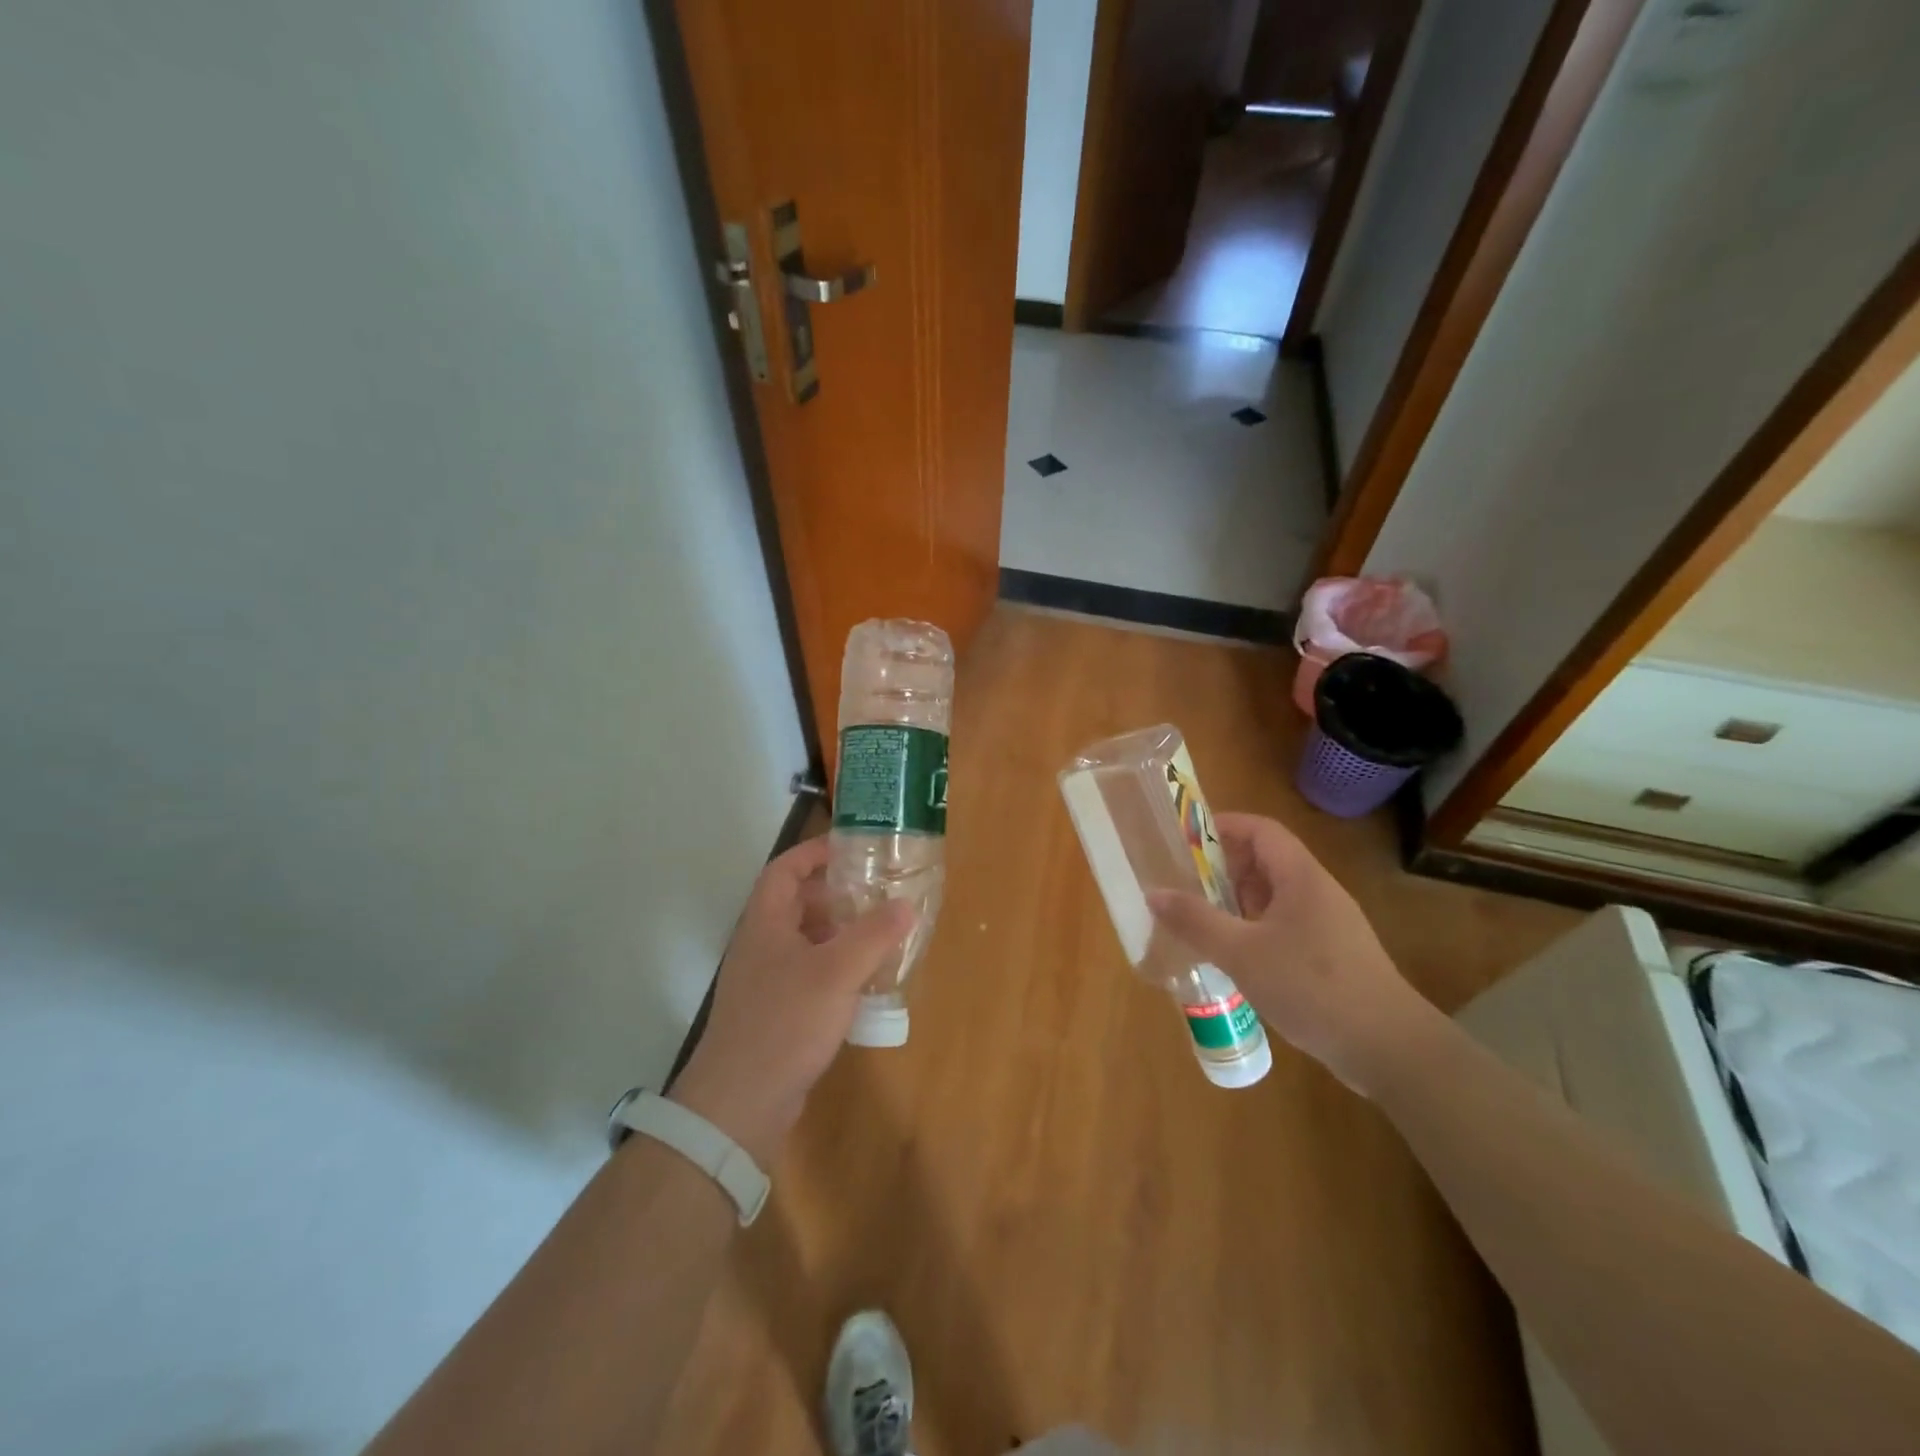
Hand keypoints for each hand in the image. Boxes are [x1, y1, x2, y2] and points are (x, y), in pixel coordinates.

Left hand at [668, 837, 912, 1163]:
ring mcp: (766, 981)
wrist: (741, 1102)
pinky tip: (866, 982)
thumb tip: (905, 905)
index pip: (784, 869)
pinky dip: (837, 968)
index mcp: (765, 923)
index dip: (814, 852)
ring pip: (806, 941)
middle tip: (877, 890)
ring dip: (840, 932)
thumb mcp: (836, 972)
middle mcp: (761, 945)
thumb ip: (873, 935)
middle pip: (797, 903)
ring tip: (881, 932)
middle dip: (836, 893)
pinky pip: (810, 974)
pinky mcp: (776, 1012)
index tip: (851, 846)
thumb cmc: (785, 1022)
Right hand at [1147, 812, 1439, 1092]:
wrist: (1387, 1048)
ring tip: (1201, 918)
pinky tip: (1234, 955)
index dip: (1224, 826)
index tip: (1186, 839)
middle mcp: (1317, 892)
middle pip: (1266, 861)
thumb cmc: (1312, 987)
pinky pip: (1285, 925)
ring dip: (1237, 900)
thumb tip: (1153, 893)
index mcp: (1301, 877)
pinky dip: (1254, 927)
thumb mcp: (1242, 953)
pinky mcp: (1331, 955)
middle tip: (1185, 883)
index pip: (1261, 830)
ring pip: (1275, 896)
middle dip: (1223, 867)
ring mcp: (1328, 925)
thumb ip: (1196, 921)